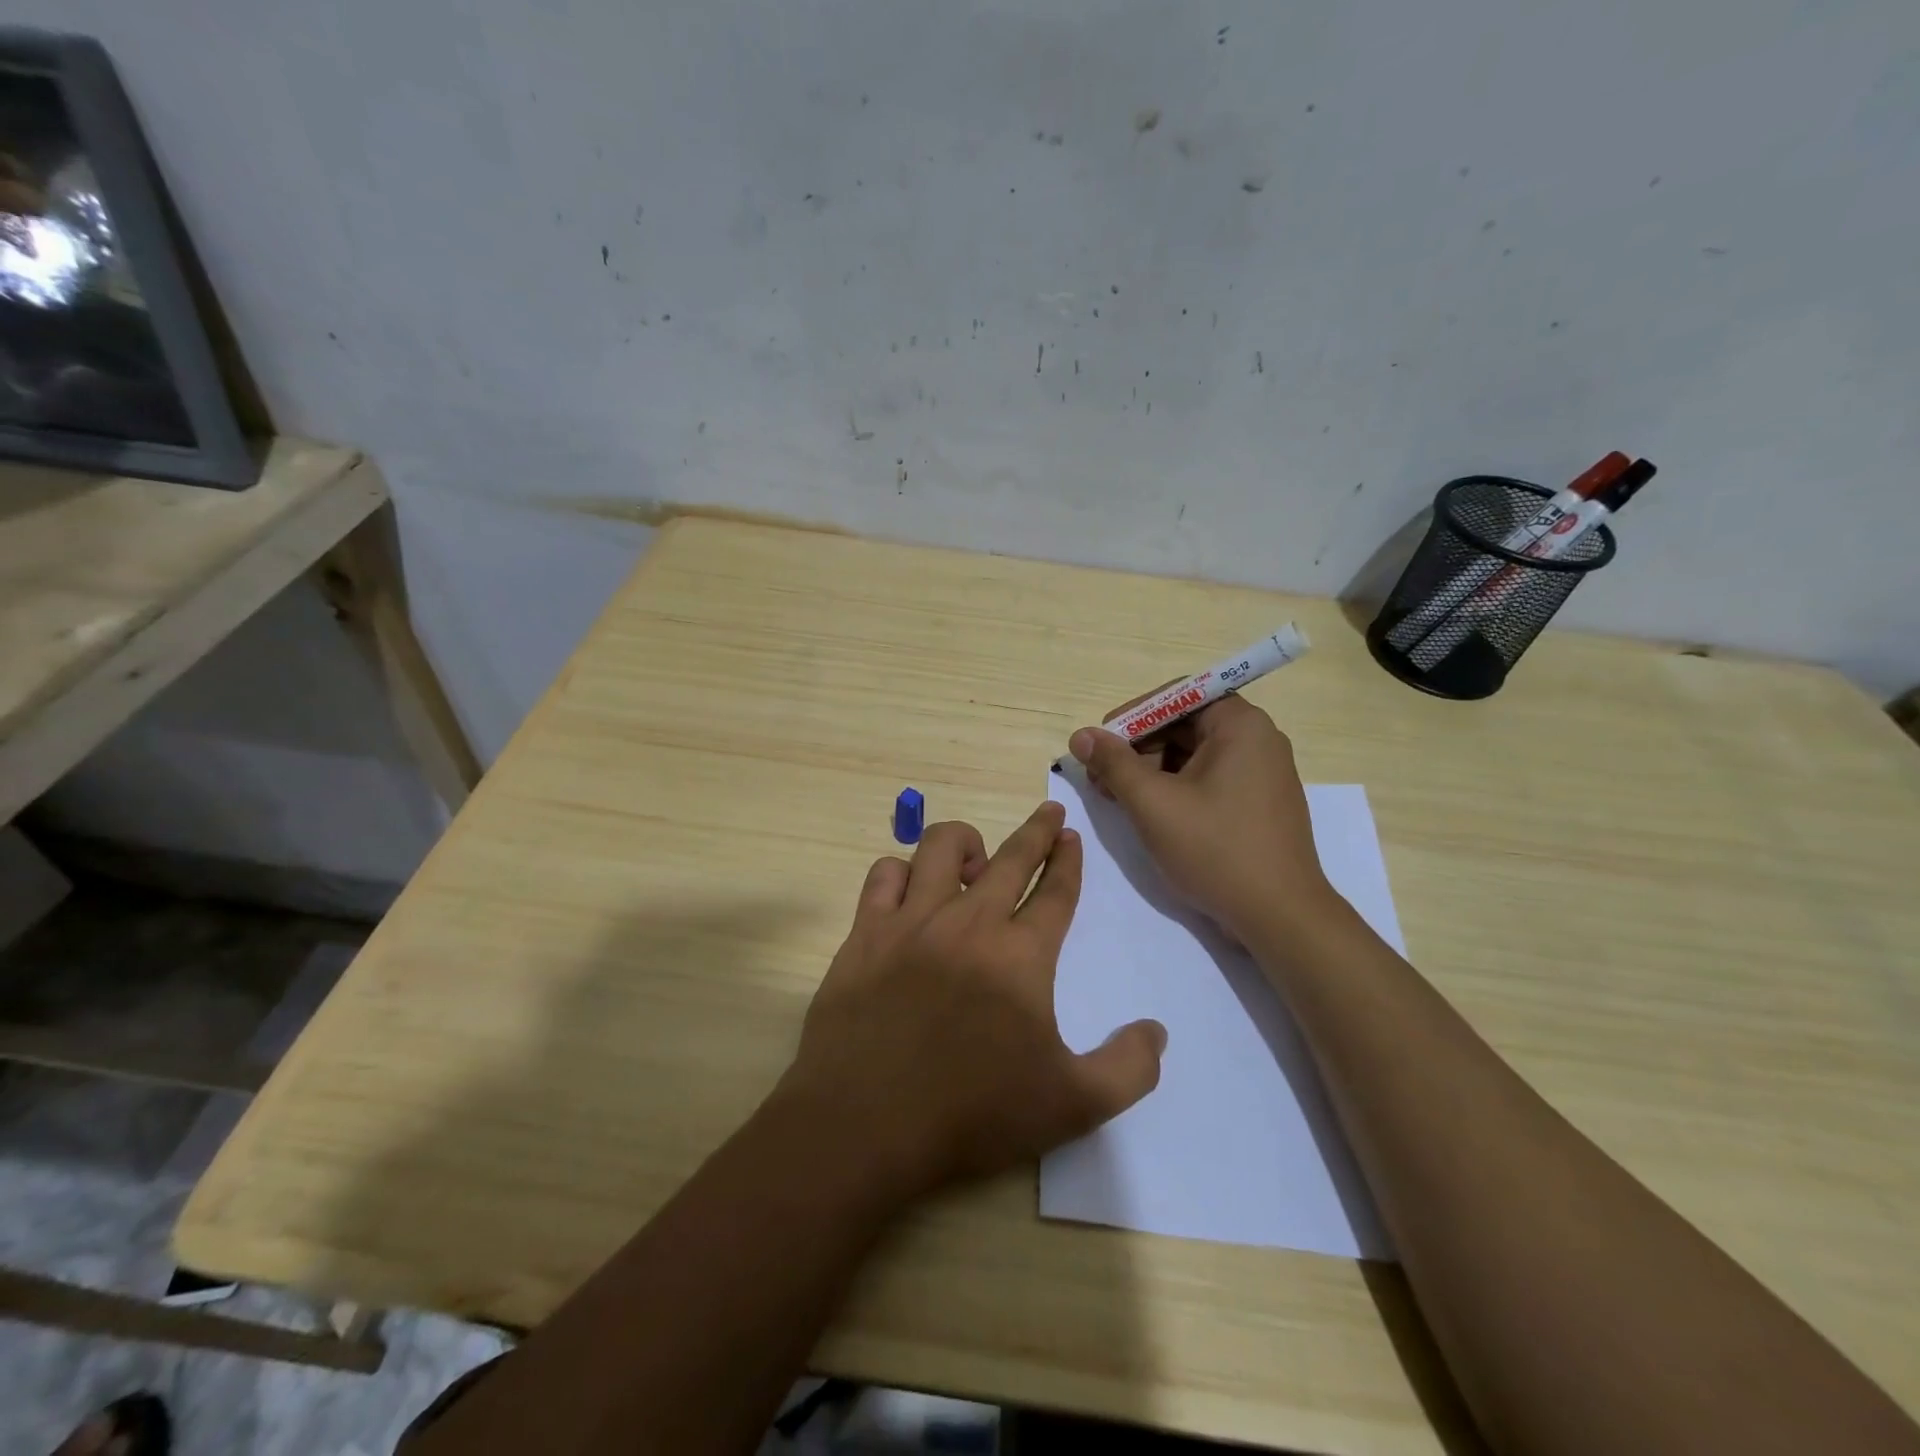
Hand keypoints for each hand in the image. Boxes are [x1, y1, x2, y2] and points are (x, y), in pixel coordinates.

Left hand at [778, 804, 1166, 1201]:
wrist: (865, 1123)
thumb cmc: (972, 1114)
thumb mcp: (1072, 1106)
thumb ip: (1127, 1068)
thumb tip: (1156, 1030)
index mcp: (1021, 955)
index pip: (1055, 892)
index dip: (1068, 861)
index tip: (1071, 837)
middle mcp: (969, 922)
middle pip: (1011, 857)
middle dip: (1037, 830)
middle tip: (1049, 812)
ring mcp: (912, 921)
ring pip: (940, 847)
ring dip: (966, 843)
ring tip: (975, 859)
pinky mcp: (866, 933)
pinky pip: (884, 875)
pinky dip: (902, 871)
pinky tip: (910, 889)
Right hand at [1068, 696, 1337, 943]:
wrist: (1280, 917)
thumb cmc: (1216, 850)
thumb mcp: (1153, 803)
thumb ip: (1113, 764)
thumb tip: (1081, 736)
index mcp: (1240, 725)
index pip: (1176, 697)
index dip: (1132, 717)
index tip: (1099, 745)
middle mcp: (1257, 739)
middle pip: (1183, 725)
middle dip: (1137, 749)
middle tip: (1102, 780)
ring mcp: (1262, 772)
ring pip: (1193, 755)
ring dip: (1152, 771)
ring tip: (1121, 801)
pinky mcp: (1259, 802)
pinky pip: (1209, 779)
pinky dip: (1176, 789)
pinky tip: (1151, 815)